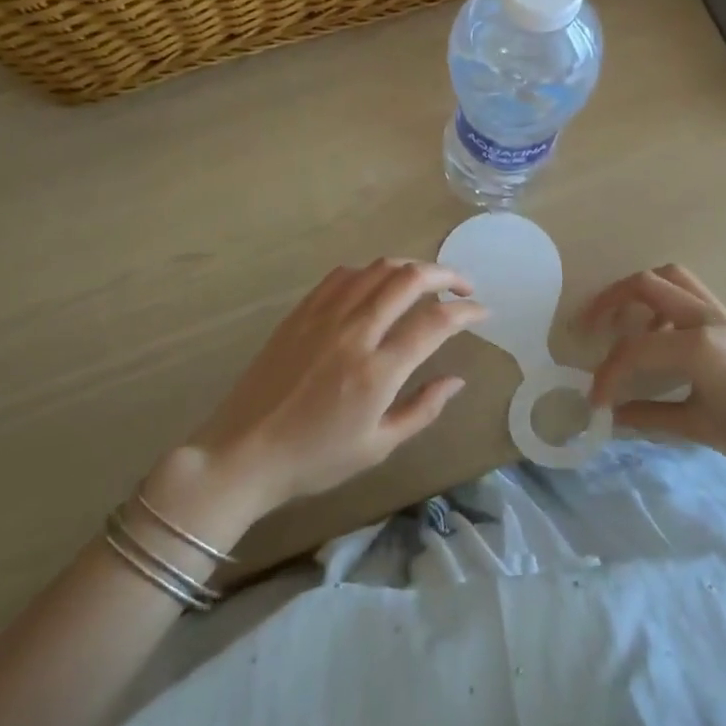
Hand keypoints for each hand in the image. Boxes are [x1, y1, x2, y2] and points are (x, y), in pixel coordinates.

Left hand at [186, 259, 485, 513]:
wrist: (243, 453)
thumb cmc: (314, 459)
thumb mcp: (378, 447)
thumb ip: (423, 409)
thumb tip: (458, 379)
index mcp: (378, 371)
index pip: (436, 322)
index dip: (467, 311)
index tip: (482, 312)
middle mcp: (355, 332)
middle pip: (410, 278)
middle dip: (446, 274)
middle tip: (462, 287)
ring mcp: (324, 316)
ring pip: (378, 268)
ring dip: (411, 267)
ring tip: (426, 282)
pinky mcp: (301, 312)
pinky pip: (343, 275)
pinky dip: (371, 271)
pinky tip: (378, 285)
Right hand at [582, 264, 725, 478]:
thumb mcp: (696, 428)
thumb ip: (648, 416)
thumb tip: (609, 416)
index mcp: (697, 345)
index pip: (634, 349)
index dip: (607, 374)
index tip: (594, 399)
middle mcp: (705, 317)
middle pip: (644, 284)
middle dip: (608, 302)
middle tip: (587, 329)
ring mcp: (719, 312)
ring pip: (668, 276)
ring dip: (636, 292)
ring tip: (620, 323)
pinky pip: (687, 290)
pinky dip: (661, 299)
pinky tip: (656, 332)